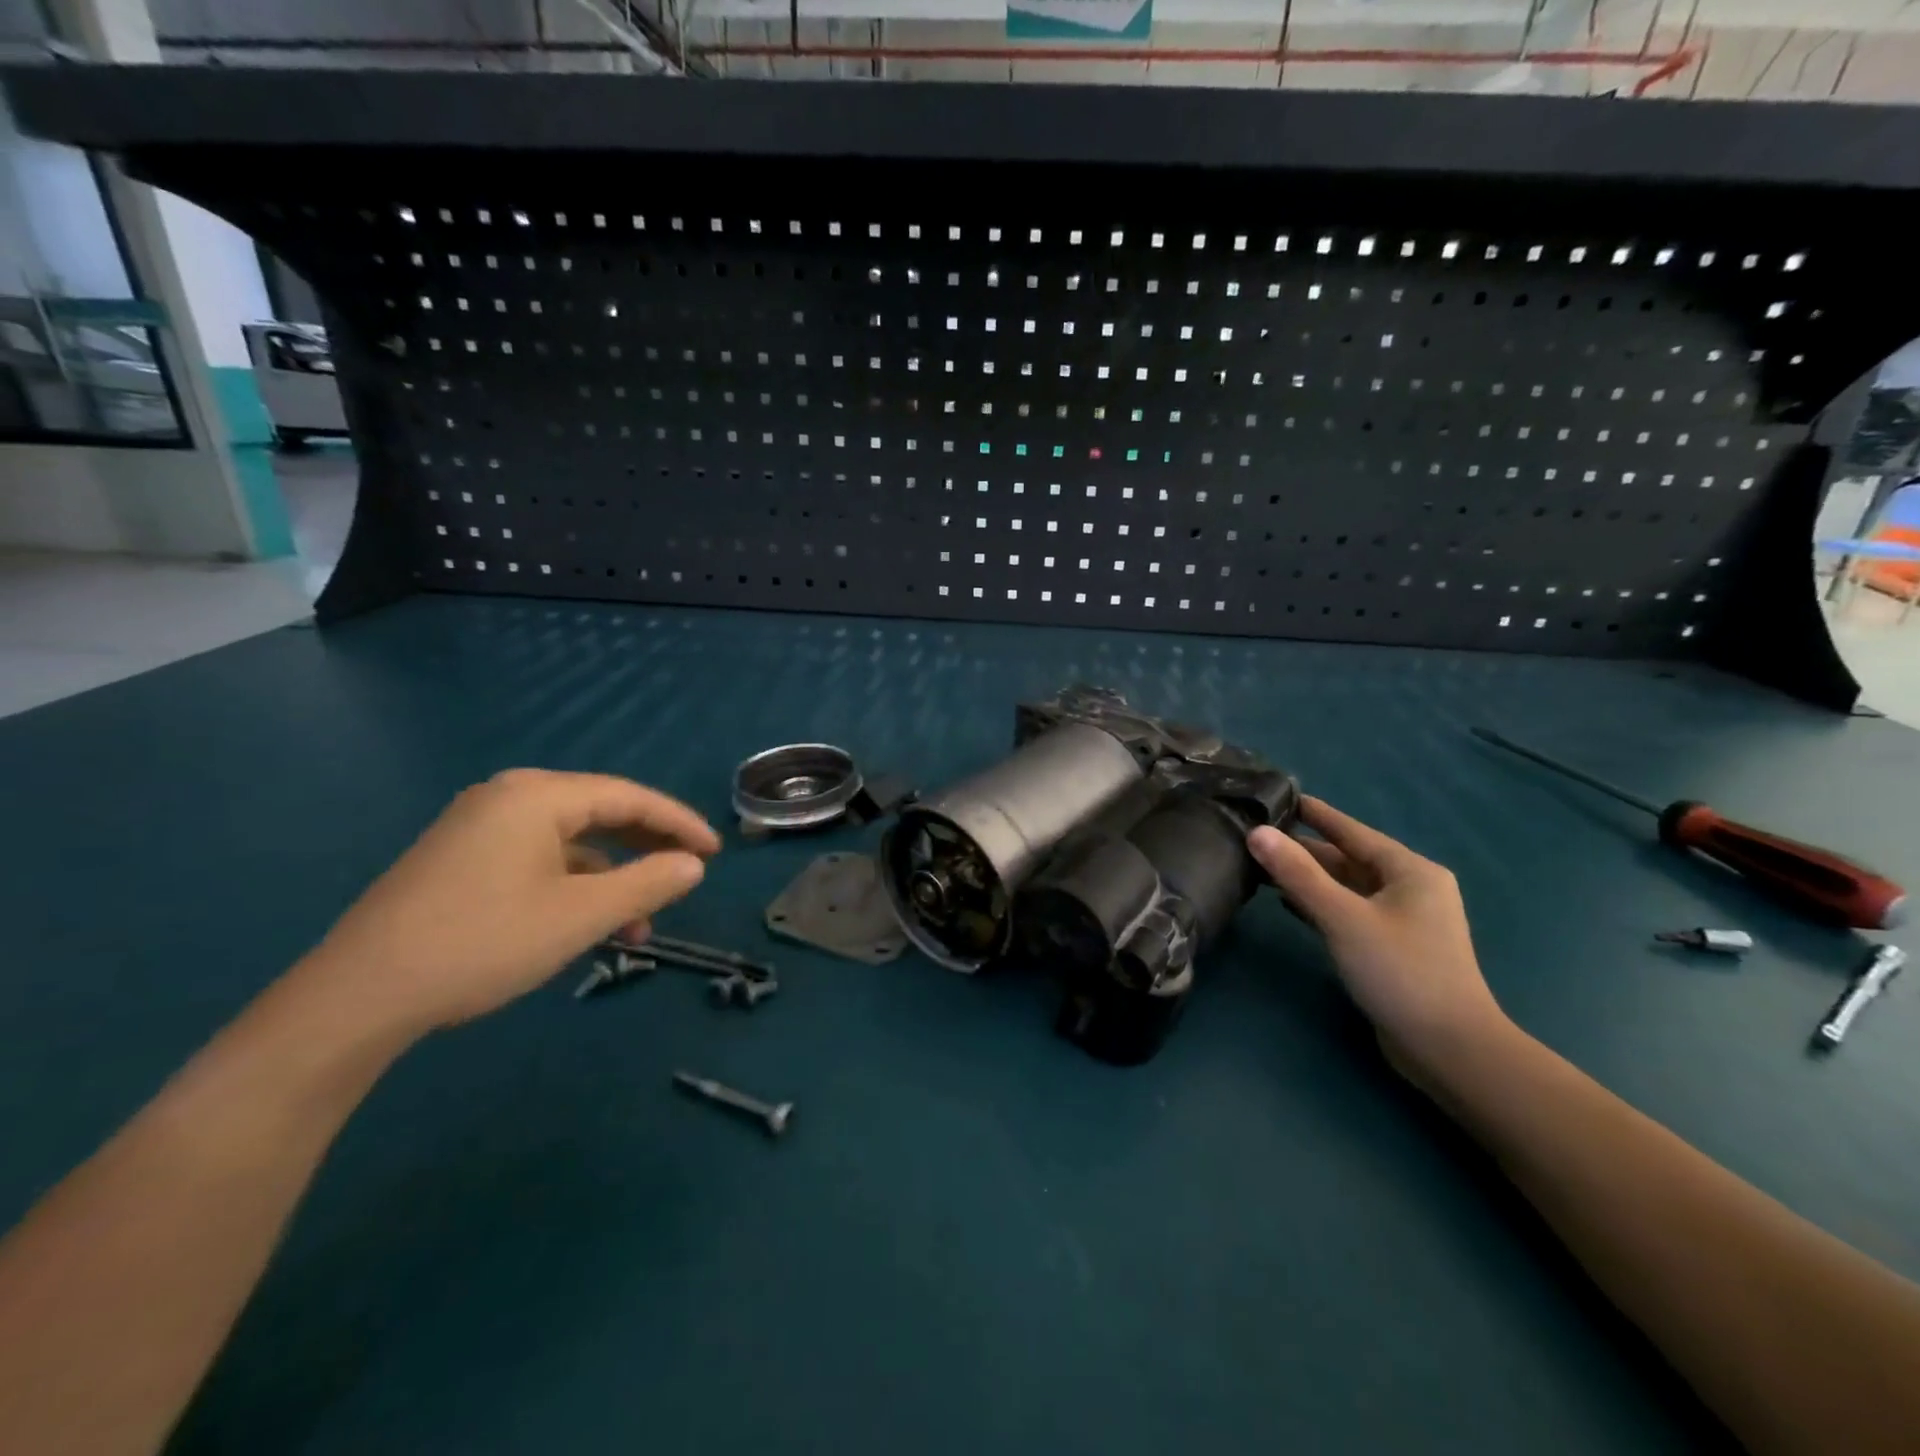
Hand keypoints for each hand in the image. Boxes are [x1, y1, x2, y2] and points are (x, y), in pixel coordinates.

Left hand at [295, 769, 719, 1035]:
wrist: (356, 997)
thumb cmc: (483, 941)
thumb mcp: (581, 914)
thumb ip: (647, 882)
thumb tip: (693, 865)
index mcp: (537, 796)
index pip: (629, 797)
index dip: (679, 823)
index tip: (715, 852)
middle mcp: (508, 798)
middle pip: (600, 812)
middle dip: (648, 847)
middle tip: (689, 873)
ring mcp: (478, 828)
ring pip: (570, 842)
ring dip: (612, 877)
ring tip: (640, 923)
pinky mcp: (460, 860)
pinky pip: (538, 860)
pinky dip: (573, 885)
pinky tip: (587, 924)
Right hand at [1247, 796, 1509, 1081]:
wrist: (1449, 1048)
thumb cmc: (1400, 972)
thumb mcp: (1344, 917)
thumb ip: (1298, 874)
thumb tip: (1257, 833)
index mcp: (1410, 871)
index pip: (1352, 831)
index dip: (1315, 814)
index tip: (1279, 797)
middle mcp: (1409, 889)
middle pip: (1347, 858)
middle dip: (1304, 848)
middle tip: (1257, 834)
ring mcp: (1402, 920)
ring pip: (1346, 887)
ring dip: (1308, 877)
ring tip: (1261, 864)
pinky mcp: (1391, 947)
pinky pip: (1348, 911)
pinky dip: (1319, 903)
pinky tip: (1287, 902)